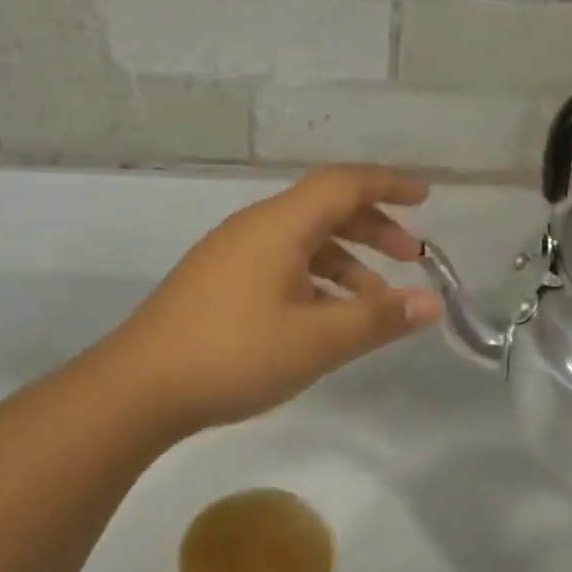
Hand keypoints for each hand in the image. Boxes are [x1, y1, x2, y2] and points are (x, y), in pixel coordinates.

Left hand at [103, 165, 443, 433]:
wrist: (140, 387)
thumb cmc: (233, 355)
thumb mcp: (315, 342)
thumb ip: (376, 320)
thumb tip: (431, 303)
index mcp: (278, 226)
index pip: (343, 184)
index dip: (389, 184)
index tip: (427, 197)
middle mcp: (254, 228)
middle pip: (324, 209)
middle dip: (373, 227)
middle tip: (411, 256)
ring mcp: (231, 254)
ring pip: (302, 242)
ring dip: (345, 262)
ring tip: (376, 302)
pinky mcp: (218, 282)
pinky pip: (280, 265)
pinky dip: (315, 281)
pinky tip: (327, 318)